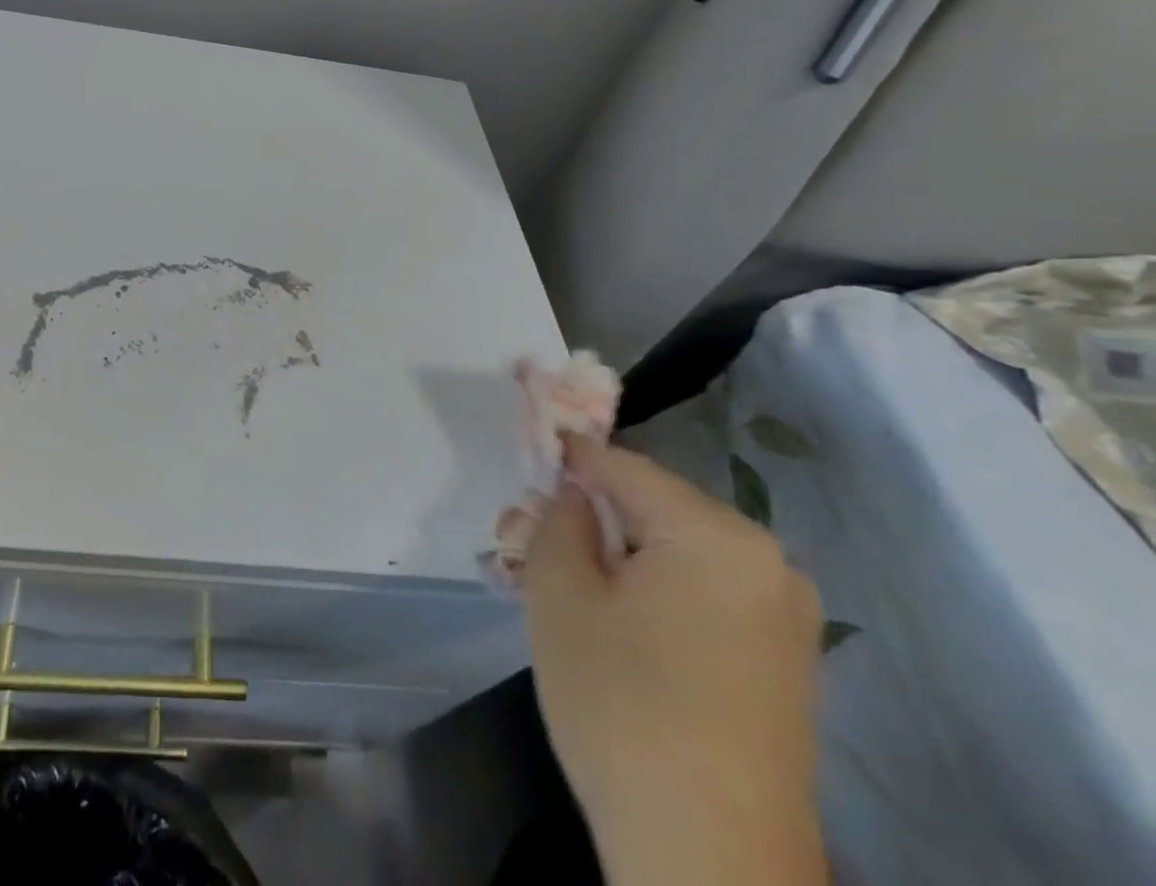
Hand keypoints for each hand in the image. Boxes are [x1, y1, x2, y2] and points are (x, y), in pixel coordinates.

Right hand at [526, 435, 824, 885]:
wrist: (711, 864)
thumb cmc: (623, 706)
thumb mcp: (560, 594)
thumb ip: (557, 518)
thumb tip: (572, 494)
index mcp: (717, 535)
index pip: (622, 467)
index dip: (564, 460)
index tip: (521, 465)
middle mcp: (766, 563)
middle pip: (651, 510)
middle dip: (588, 518)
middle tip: (528, 542)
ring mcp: (783, 617)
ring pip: (674, 553)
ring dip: (615, 557)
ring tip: (561, 586)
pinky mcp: (782, 664)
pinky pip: (702, 595)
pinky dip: (651, 593)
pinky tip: (611, 627)